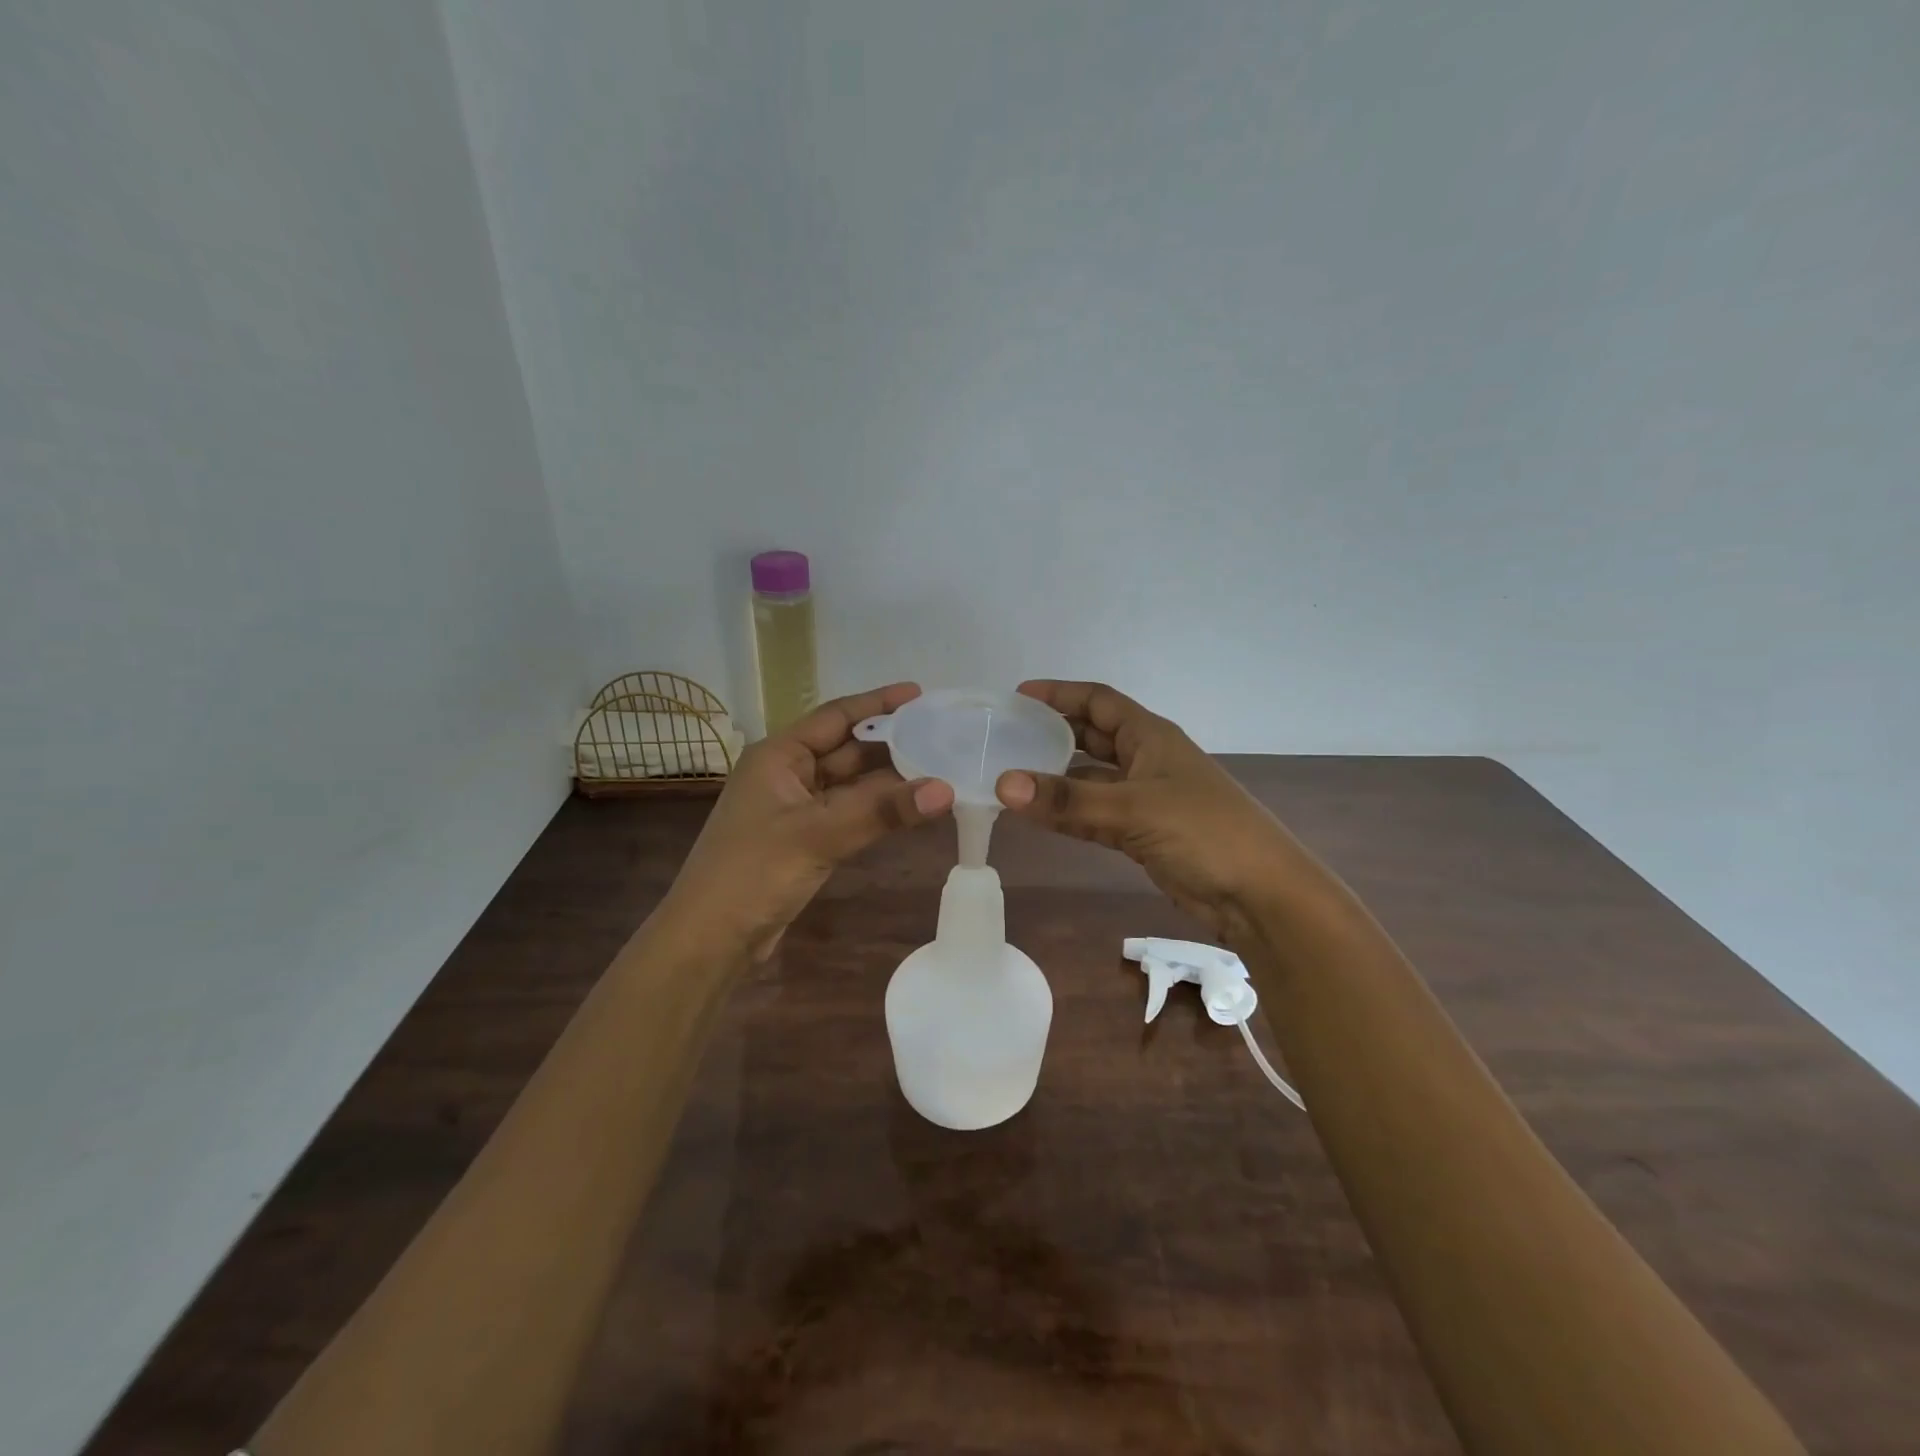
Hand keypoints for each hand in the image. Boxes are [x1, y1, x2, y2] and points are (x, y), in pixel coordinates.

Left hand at [662, 683, 953, 961]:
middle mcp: (788, 774)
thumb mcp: (819, 834)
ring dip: (890, 779)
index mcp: (779, 755)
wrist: (711, 939)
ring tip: (940, 767)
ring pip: (851, 784)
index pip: (835, 716)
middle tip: (942, 734)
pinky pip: (849, 813)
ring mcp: (796, 809)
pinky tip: (911, 807)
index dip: (877, 703)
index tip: (919, 694)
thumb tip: (946, 789)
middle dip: (891, 742)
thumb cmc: (753, 872)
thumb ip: (882, 810)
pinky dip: (878, 809)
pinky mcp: (805, 840)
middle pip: (847, 749)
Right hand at [995, 680, 1303, 942]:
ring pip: (1091, 780)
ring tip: (1011, 777)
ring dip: (1057, 779)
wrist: (1259, 895)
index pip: (1099, 701)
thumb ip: (1068, 801)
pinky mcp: (1143, 835)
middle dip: (1054, 733)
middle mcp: (1147, 760)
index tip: (1018, 696)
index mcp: (1151, 737)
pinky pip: (1096, 815)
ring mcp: (1146, 799)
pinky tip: (1039, 817)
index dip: (1060, 694)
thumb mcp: (1133, 810)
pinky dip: (1069, 814)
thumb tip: (1002, 784)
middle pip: (1093, 737)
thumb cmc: (1203, 833)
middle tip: (1009, 736)